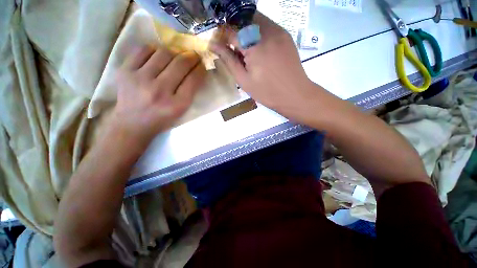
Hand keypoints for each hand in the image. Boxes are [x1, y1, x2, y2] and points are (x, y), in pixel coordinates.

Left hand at [109, 45, 205, 145]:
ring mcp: (140, 79)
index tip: (203, 64)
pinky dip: (154, 50)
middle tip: (194, 55)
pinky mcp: (125, 72)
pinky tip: (158, 56)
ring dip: (174, 52)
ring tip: (176, 55)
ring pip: (163, 53)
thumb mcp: (181, 111)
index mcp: (177, 105)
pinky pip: (143, 50)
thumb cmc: (162, 119)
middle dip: (191, 56)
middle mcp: (160, 91)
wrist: (132, 123)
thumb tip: (196, 70)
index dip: (200, 69)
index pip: (193, 80)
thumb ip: (190, 92)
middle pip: (180, 64)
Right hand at [211, 13, 315, 117]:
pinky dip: (257, 33)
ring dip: (245, 31)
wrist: (294, 94)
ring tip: (246, 51)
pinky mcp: (285, 35)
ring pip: (255, 20)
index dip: (222, 37)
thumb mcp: (244, 80)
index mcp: (254, 45)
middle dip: (234, 31)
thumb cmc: (267, 92)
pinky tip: (258, 49)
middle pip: (243, 20)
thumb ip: (229, 60)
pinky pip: (267, 26)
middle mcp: (267, 31)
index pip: (231, 31)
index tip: (218, 46)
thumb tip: (214, 45)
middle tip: (233, 49)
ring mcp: (279, 31)